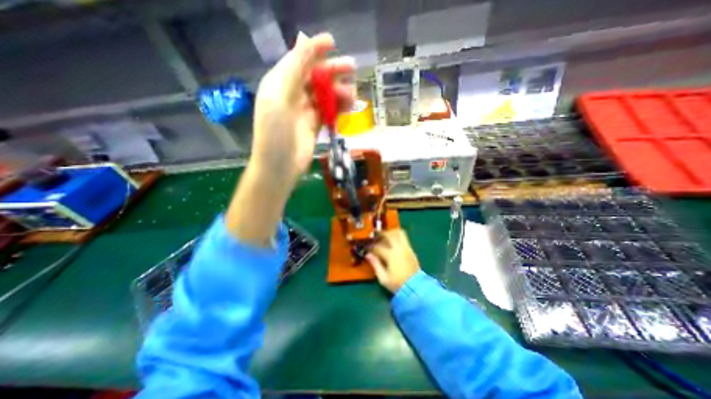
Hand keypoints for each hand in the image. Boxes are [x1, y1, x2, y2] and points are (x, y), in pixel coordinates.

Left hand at [225, 30, 355, 246]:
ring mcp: (304, 111)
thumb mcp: (280, 98)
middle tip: (352, 69)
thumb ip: (294, 70)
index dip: (315, 49)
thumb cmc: (275, 132)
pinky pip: (328, 111)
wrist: (280, 166)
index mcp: (280, 83)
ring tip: (353, 95)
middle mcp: (293, 95)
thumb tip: (305, 41)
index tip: (333, 43)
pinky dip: (339, 107)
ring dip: (339, 92)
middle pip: (315, 77)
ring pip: (325, 95)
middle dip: (332, 71)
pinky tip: (349, 107)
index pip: (299, 60)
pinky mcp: (314, 125)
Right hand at [366, 230, 421, 292]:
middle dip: (381, 234)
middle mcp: (399, 249)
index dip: (371, 247)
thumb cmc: (397, 284)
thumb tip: (368, 255)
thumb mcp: (383, 278)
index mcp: (391, 255)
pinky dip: (397, 236)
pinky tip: (392, 241)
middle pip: (389, 234)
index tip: (367, 248)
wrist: (416, 288)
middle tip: (375, 236)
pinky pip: (404, 238)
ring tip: (384, 235)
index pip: (378, 247)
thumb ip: (375, 264)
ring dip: (390, 232)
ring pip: (398, 233)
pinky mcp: (411, 250)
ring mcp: (406, 248)